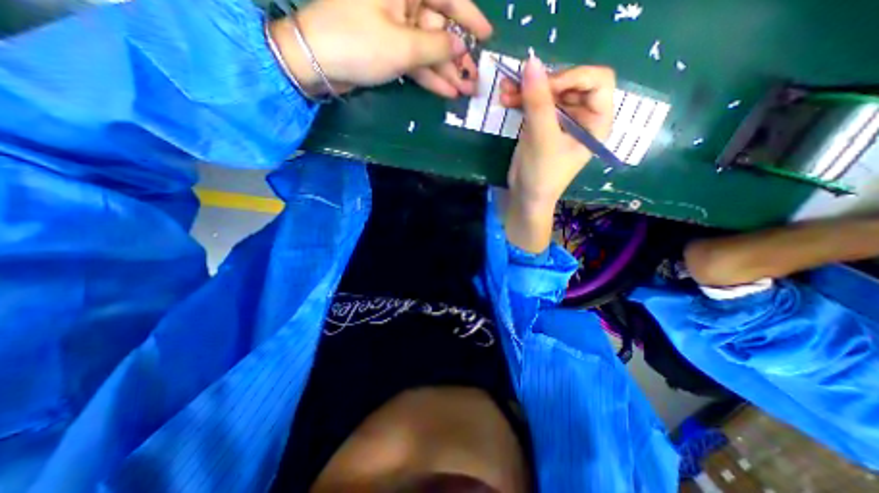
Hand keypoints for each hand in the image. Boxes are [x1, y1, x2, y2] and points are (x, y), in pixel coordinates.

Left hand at [268, 1, 490, 97]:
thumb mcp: (402, 46)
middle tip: (476, 79)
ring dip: (447, 72)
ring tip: (466, 92)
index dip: (470, 17)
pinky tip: (447, 92)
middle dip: (459, 56)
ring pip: (429, 49)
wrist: (317, 62)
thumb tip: (461, 47)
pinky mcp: (389, 49)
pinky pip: (416, 62)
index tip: (488, 37)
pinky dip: (430, 77)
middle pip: (439, 28)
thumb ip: (436, 46)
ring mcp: (395, 28)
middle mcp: (402, 3)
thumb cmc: (358, 43)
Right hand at [497, 55, 612, 251]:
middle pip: (569, 83)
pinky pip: (534, 103)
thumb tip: (530, 62)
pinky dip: (520, 99)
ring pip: (548, 92)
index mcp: (597, 120)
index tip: (546, 87)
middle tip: (519, 85)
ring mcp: (560, 119)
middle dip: (543, 83)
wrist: (525, 198)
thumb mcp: (543, 139)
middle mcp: (582, 116)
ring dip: (527, 89)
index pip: (597, 81)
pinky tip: (506, 98)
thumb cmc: (543, 175)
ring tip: (505, 91)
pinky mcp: (542, 124)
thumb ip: (538, 102)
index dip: (573, 77)